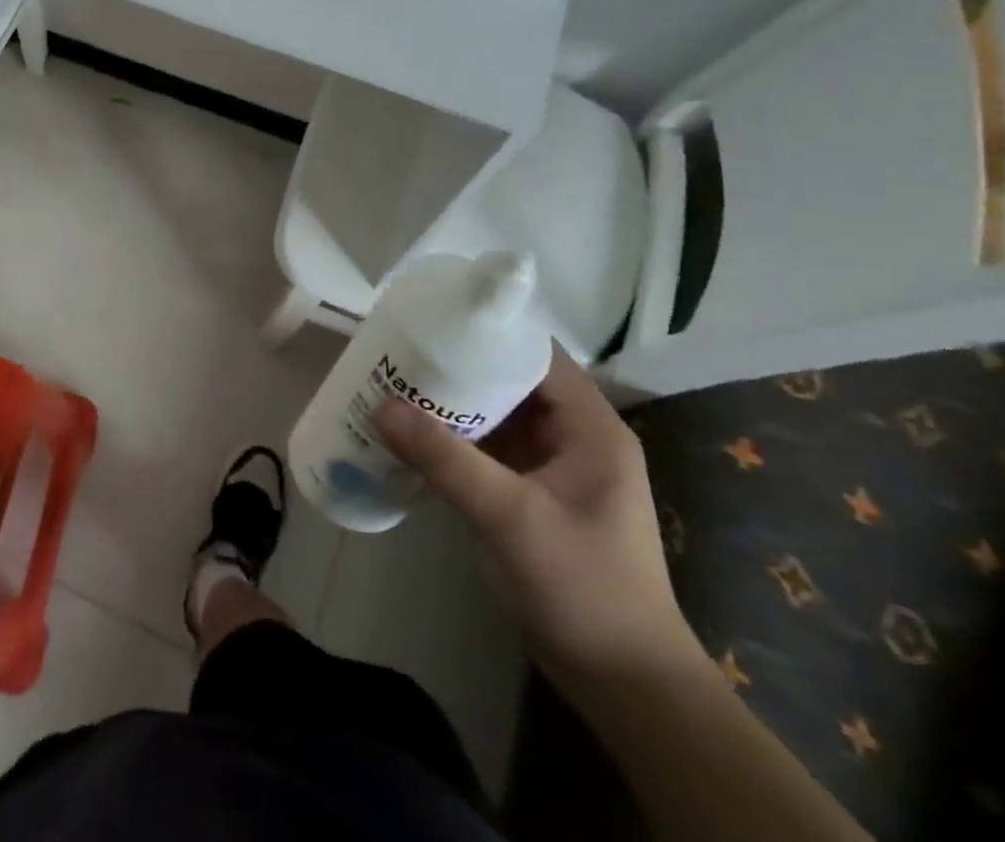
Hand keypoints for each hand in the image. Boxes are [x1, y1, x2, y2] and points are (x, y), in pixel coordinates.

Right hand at [373, 345, 698, 688]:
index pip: (536, 354)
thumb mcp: (510, 516)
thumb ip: (444, 458)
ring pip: (496, 415)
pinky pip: (488, 449)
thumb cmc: (583, 587)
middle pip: (510, 380)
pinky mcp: (532, 494)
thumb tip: (380, 404)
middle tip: (397, 352)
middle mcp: (574, 437)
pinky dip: (453, 439)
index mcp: (591, 428)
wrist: (624, 684)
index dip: (487, 331)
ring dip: (450, 403)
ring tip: (393, 384)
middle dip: (455, 366)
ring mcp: (553, 467)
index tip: (431, 319)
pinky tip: (410, 434)